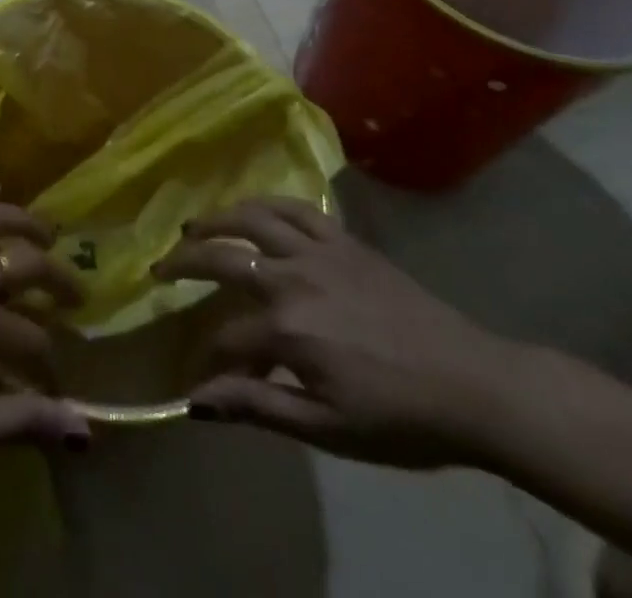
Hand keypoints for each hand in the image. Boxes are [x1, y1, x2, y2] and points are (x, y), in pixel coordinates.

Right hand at [152, 197, 514, 468]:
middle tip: (159, 267)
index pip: (226, 338)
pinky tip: (251, 208)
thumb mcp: (327, 429)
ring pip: (253, 218)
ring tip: (193, 226)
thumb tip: (197, 401)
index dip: (206, 358)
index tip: (195, 374)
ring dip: (217, 219)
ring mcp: (319, 251)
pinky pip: (296, 208)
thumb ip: (259, 407)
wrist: (473, 384)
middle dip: (184, 263)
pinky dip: (266, 203)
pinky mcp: (344, 239)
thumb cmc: (400, 418)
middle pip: (224, 258)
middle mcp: (294, 277)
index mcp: (288, 329)